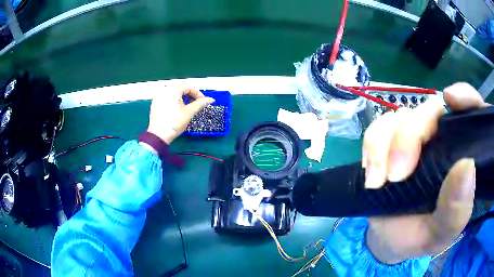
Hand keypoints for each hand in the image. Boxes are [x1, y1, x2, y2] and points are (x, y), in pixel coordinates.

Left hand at [146, 85, 213, 143]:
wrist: (159, 135)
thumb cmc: (175, 123)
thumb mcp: (189, 112)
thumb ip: (200, 104)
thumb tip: (211, 99)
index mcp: (173, 90)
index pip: (189, 87)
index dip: (198, 94)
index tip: (203, 101)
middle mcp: (165, 90)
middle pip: (180, 87)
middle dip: (189, 93)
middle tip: (195, 102)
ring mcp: (158, 96)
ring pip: (172, 91)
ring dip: (180, 95)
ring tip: (186, 104)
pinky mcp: (155, 103)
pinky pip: (165, 96)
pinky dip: (172, 98)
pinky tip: (175, 107)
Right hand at [362, 83, 487, 263]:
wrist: (389, 241)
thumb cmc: (422, 237)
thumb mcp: (442, 232)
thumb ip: (457, 209)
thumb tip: (467, 167)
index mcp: (462, 155)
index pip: (472, 111)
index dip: (465, 96)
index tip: (451, 100)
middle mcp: (442, 138)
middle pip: (429, 110)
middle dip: (410, 137)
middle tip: (397, 176)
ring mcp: (415, 138)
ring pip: (400, 117)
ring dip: (384, 145)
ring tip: (377, 181)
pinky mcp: (390, 142)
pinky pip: (378, 126)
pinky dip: (371, 145)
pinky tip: (371, 173)